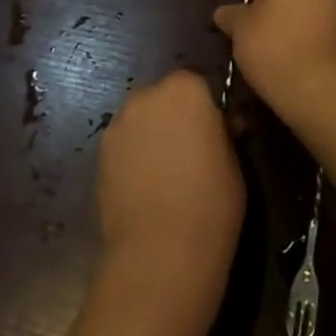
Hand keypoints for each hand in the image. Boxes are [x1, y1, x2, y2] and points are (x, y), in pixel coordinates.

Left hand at [97, 70, 243, 311]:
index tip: (214, 133)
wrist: (161, 252)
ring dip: (151, 135)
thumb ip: (223, 132)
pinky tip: (145, 188)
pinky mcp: (100, 153)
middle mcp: (147, 95)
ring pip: (141, 120)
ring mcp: (119, 123)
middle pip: (164, 97)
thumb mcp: (235, 161)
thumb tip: (220, 127)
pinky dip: (133, 157)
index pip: (197, 82)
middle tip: (190, 152)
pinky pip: (124, 144)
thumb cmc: (211, 202)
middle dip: (175, 117)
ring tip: (165, 174)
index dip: (206, 107)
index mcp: (186, 89)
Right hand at [213, 0, 335, 117]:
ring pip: (328, 17)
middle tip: (274, 46)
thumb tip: (221, 13)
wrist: (324, 91)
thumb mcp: (241, 31)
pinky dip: (332, 51)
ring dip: (316, 32)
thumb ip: (233, 17)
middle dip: (294, 14)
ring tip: (296, 64)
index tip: (258, 30)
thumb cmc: (275, 48)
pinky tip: (317, 75)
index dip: (267, 4)